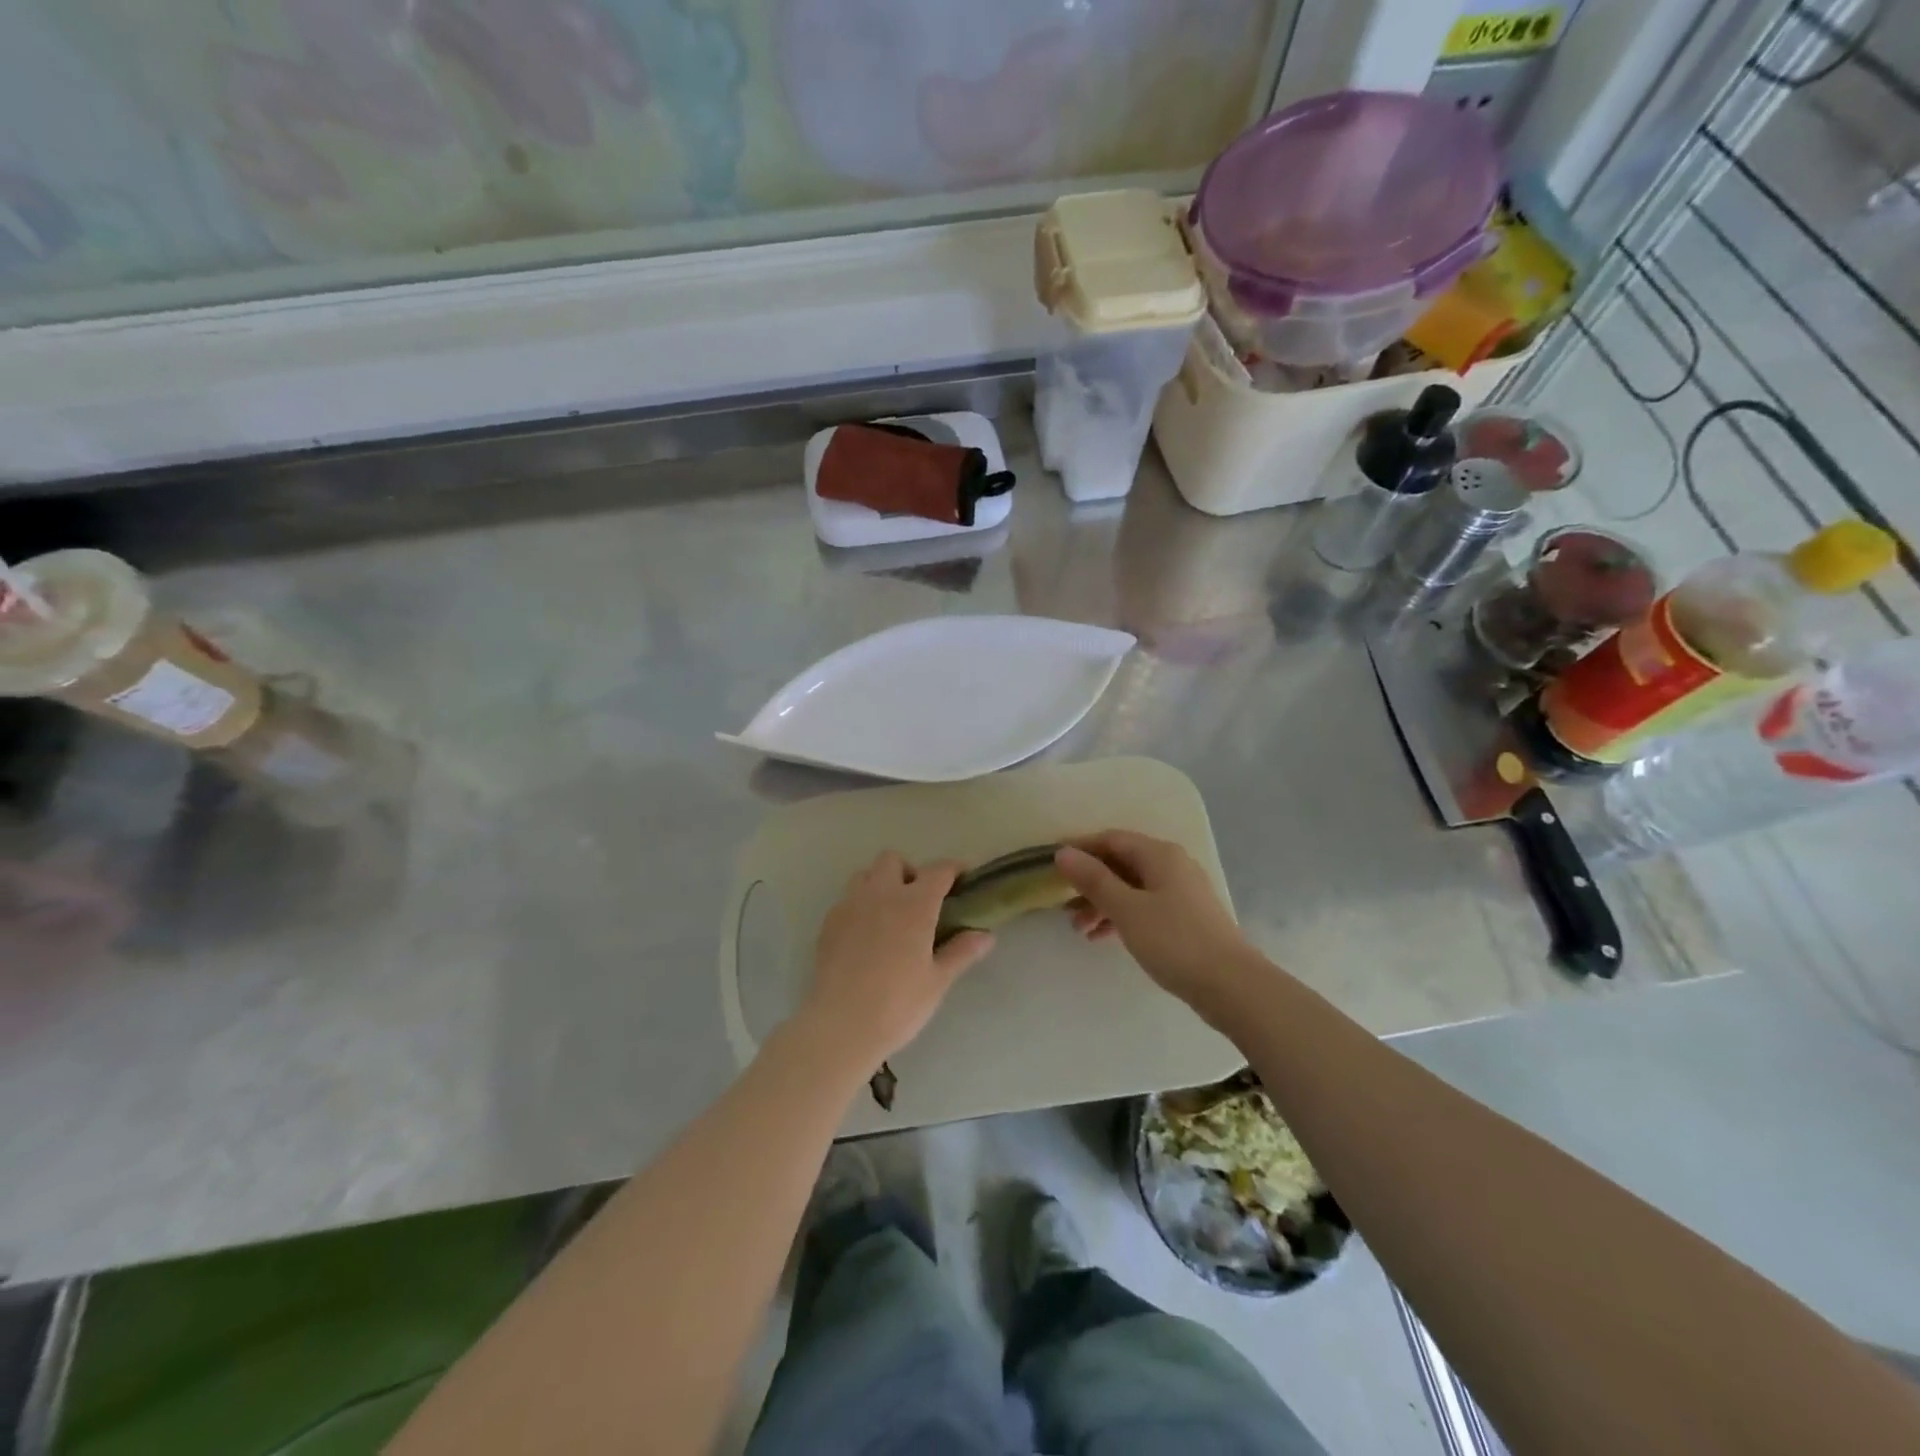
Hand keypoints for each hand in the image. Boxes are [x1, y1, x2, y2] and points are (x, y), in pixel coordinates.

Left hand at [798, 852, 993, 1068]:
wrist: (841, 1026)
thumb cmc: (898, 1004)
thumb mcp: (937, 981)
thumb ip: (961, 951)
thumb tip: (985, 935)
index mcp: (914, 904)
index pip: (938, 870)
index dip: (953, 869)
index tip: (962, 878)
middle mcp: (881, 894)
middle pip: (893, 860)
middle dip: (909, 872)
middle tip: (919, 901)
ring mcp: (850, 906)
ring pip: (865, 875)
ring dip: (880, 884)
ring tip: (889, 914)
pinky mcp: (829, 923)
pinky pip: (847, 899)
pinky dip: (860, 906)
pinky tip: (865, 936)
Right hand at [1054, 831, 1255, 1009]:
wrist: (1231, 986)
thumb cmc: (1174, 941)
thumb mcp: (1127, 909)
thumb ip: (1093, 879)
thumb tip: (1063, 852)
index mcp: (1159, 855)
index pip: (1111, 839)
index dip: (1080, 847)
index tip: (1050, 862)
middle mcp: (1172, 865)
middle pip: (1121, 863)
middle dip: (1089, 881)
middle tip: (1061, 904)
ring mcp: (1181, 892)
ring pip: (1131, 888)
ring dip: (1102, 903)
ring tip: (1078, 929)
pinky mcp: (1185, 918)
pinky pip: (1144, 907)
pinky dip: (1121, 918)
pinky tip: (1101, 938)